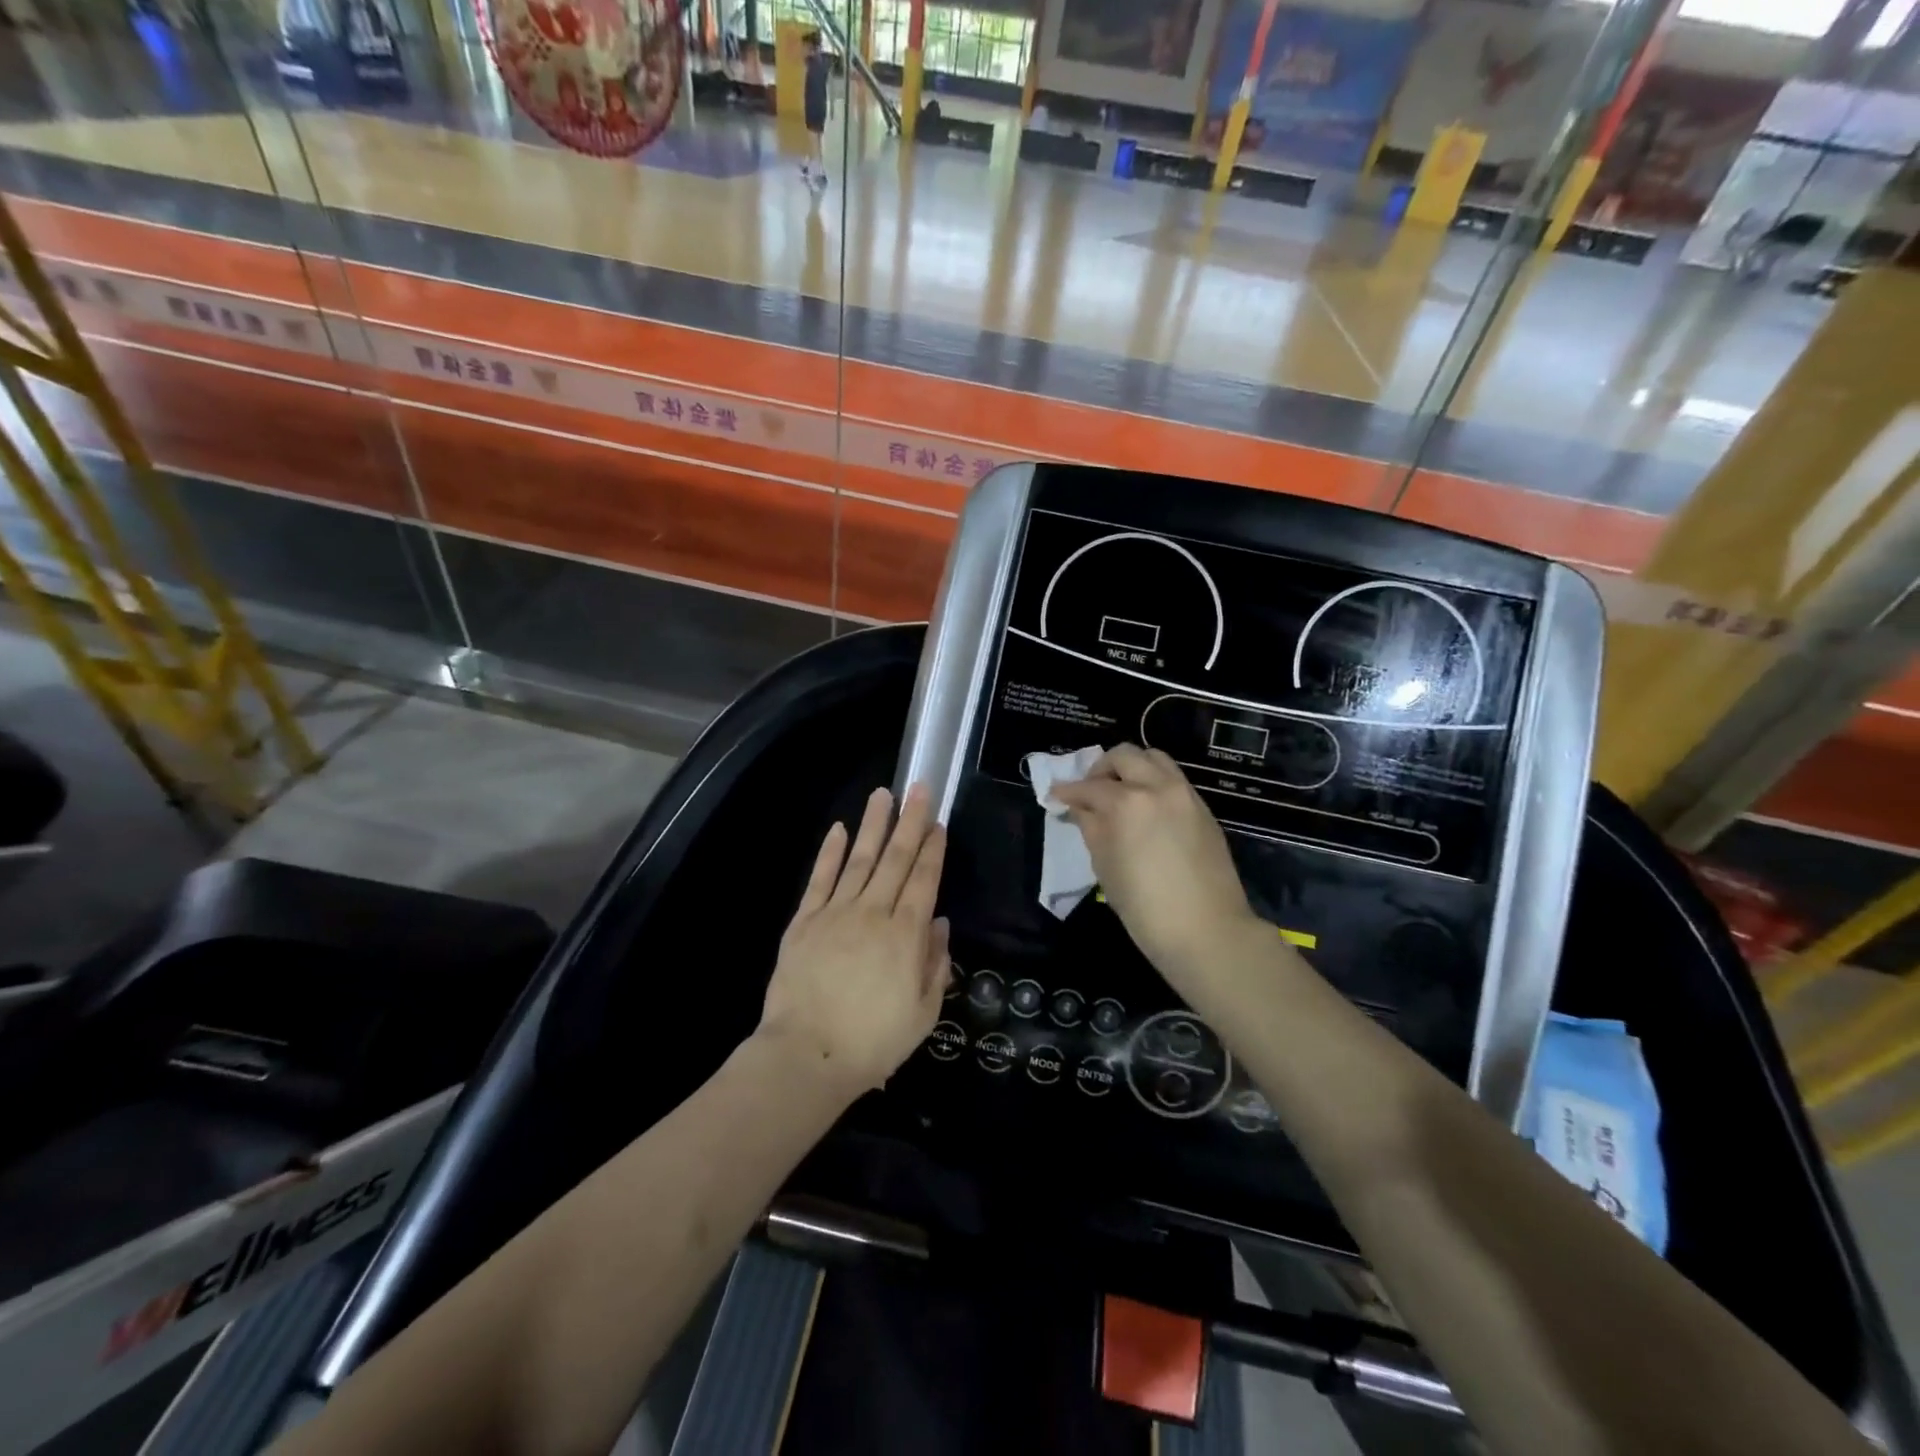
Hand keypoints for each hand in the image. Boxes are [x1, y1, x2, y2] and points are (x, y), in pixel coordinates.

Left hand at [757, 784, 948, 1097]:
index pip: (924, 881)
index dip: (933, 850)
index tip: (939, 823)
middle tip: (919, 788)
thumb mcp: (922, 1013)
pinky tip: (839, 829)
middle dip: (910, 822)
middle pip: (896, 859)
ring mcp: (836, 912)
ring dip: (873, 825)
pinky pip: (820, 879)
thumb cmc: (873, 1042)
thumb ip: (935, 965)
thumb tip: (939, 924)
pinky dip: (830, 852)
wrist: (807, 1055)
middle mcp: (874, 913)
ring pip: (859, 859)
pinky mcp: (805, 920)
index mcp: (906, 935)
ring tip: (883, 794)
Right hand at [1050, 746, 1261, 979]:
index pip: (1088, 787)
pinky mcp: (1203, 808)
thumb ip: (1091, 827)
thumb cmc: (1144, 907)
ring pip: (1154, 758)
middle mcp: (1157, 787)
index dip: (1067, 791)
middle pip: (1124, 756)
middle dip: (1101, 769)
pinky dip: (1154, 782)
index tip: (1055, 795)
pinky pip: (1173, 779)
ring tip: (1120, 791)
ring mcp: (1185, 794)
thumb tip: (1080, 808)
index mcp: (1127, 803)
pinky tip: (1146, 807)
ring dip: (1132, 767)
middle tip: (1090, 790)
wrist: (1207, 931)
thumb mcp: (1105, 866)